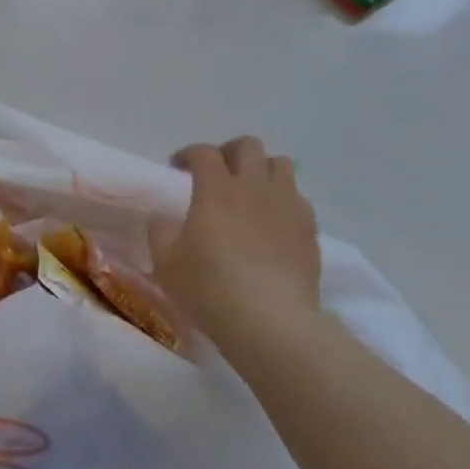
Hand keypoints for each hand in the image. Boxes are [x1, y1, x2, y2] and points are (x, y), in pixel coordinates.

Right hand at [148, 137, 320, 341]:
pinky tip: (273, 222)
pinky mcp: (309, 229)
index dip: (188, 154)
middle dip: (229, 152)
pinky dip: (283, 200)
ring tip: (250, 192)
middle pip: (247, 146)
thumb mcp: (166, 264)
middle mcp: (254, 187)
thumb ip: (160, 233)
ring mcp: (287, 205)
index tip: (178, 169)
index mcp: (215, 189)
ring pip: (280, 164)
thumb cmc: (210, 289)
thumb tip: (162, 220)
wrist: (271, 322)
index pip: (203, 152)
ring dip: (262, 170)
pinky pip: (298, 198)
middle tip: (217, 173)